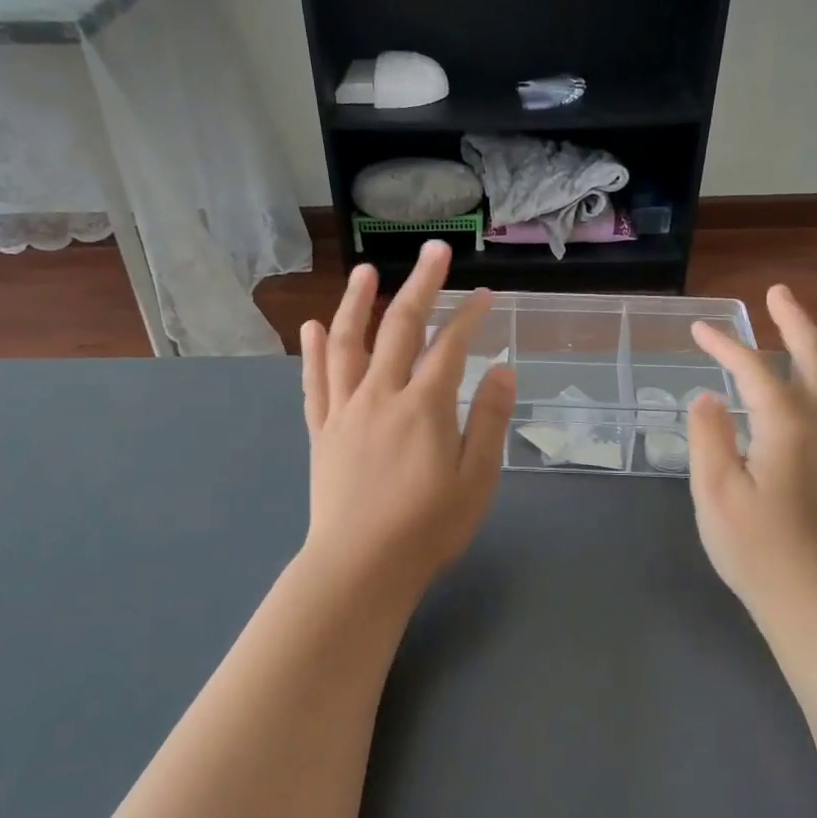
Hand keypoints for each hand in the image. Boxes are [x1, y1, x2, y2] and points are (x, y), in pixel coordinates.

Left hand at [298, 241, 514, 602]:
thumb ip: (488, 421)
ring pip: (348, 344)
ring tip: (366, 272)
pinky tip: (313, 327)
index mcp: (424, 407)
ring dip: (358, 303)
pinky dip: (314, 352)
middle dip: (422, 285)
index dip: (469, 315)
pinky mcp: (322, 431)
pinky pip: (316, 382)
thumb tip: (503, 371)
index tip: (485, 294)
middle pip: (401, 328)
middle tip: (435, 251)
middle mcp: (381, 395)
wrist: (360, 566)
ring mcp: (346, 411)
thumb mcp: (476, 480)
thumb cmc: (427, 528)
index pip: (450, 346)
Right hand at [687, 285, 816, 613]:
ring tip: (806, 328)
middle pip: (816, 357)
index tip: (700, 329)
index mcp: (788, 425)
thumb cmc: (756, 547)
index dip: (726, 345)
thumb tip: (709, 397)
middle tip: (778, 293)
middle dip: (795, 322)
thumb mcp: (714, 491)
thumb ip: (709, 436)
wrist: (815, 598)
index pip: (755, 370)